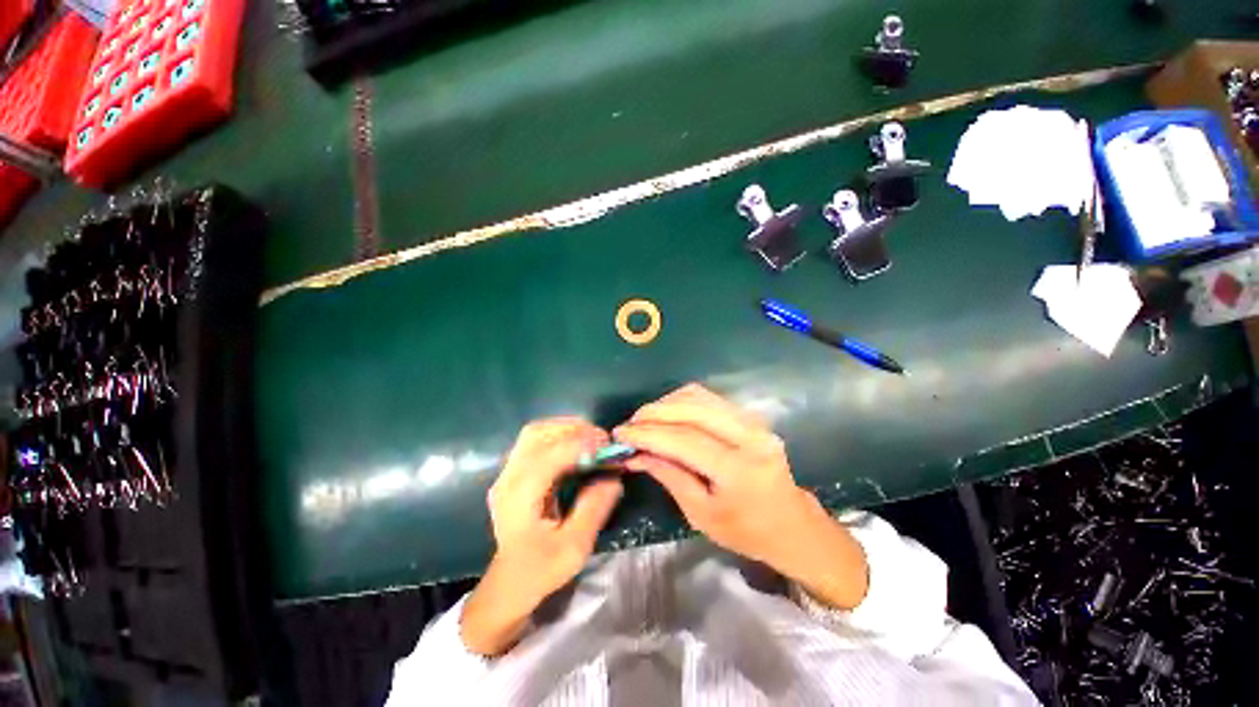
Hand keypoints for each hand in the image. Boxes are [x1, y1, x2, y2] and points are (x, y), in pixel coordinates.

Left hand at [460, 418, 623, 655]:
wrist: (509, 583)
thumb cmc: (540, 569)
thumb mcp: (574, 547)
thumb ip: (594, 508)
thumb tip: (614, 476)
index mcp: (520, 497)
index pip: (549, 455)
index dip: (580, 444)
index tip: (607, 446)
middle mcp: (508, 478)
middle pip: (537, 434)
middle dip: (572, 429)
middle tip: (601, 439)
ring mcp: (507, 473)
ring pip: (535, 433)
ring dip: (565, 429)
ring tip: (591, 439)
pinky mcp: (513, 473)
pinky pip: (535, 442)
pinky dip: (558, 436)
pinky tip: (576, 447)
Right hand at [615, 384, 867, 609]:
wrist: (792, 524)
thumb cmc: (746, 531)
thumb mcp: (701, 514)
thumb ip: (669, 476)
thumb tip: (636, 454)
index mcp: (738, 469)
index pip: (683, 440)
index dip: (648, 434)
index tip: (621, 433)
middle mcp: (749, 436)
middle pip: (692, 409)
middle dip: (654, 412)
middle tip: (631, 423)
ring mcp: (753, 422)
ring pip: (700, 397)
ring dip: (667, 403)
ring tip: (646, 419)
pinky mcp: (751, 416)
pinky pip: (710, 398)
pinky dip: (683, 402)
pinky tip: (669, 414)